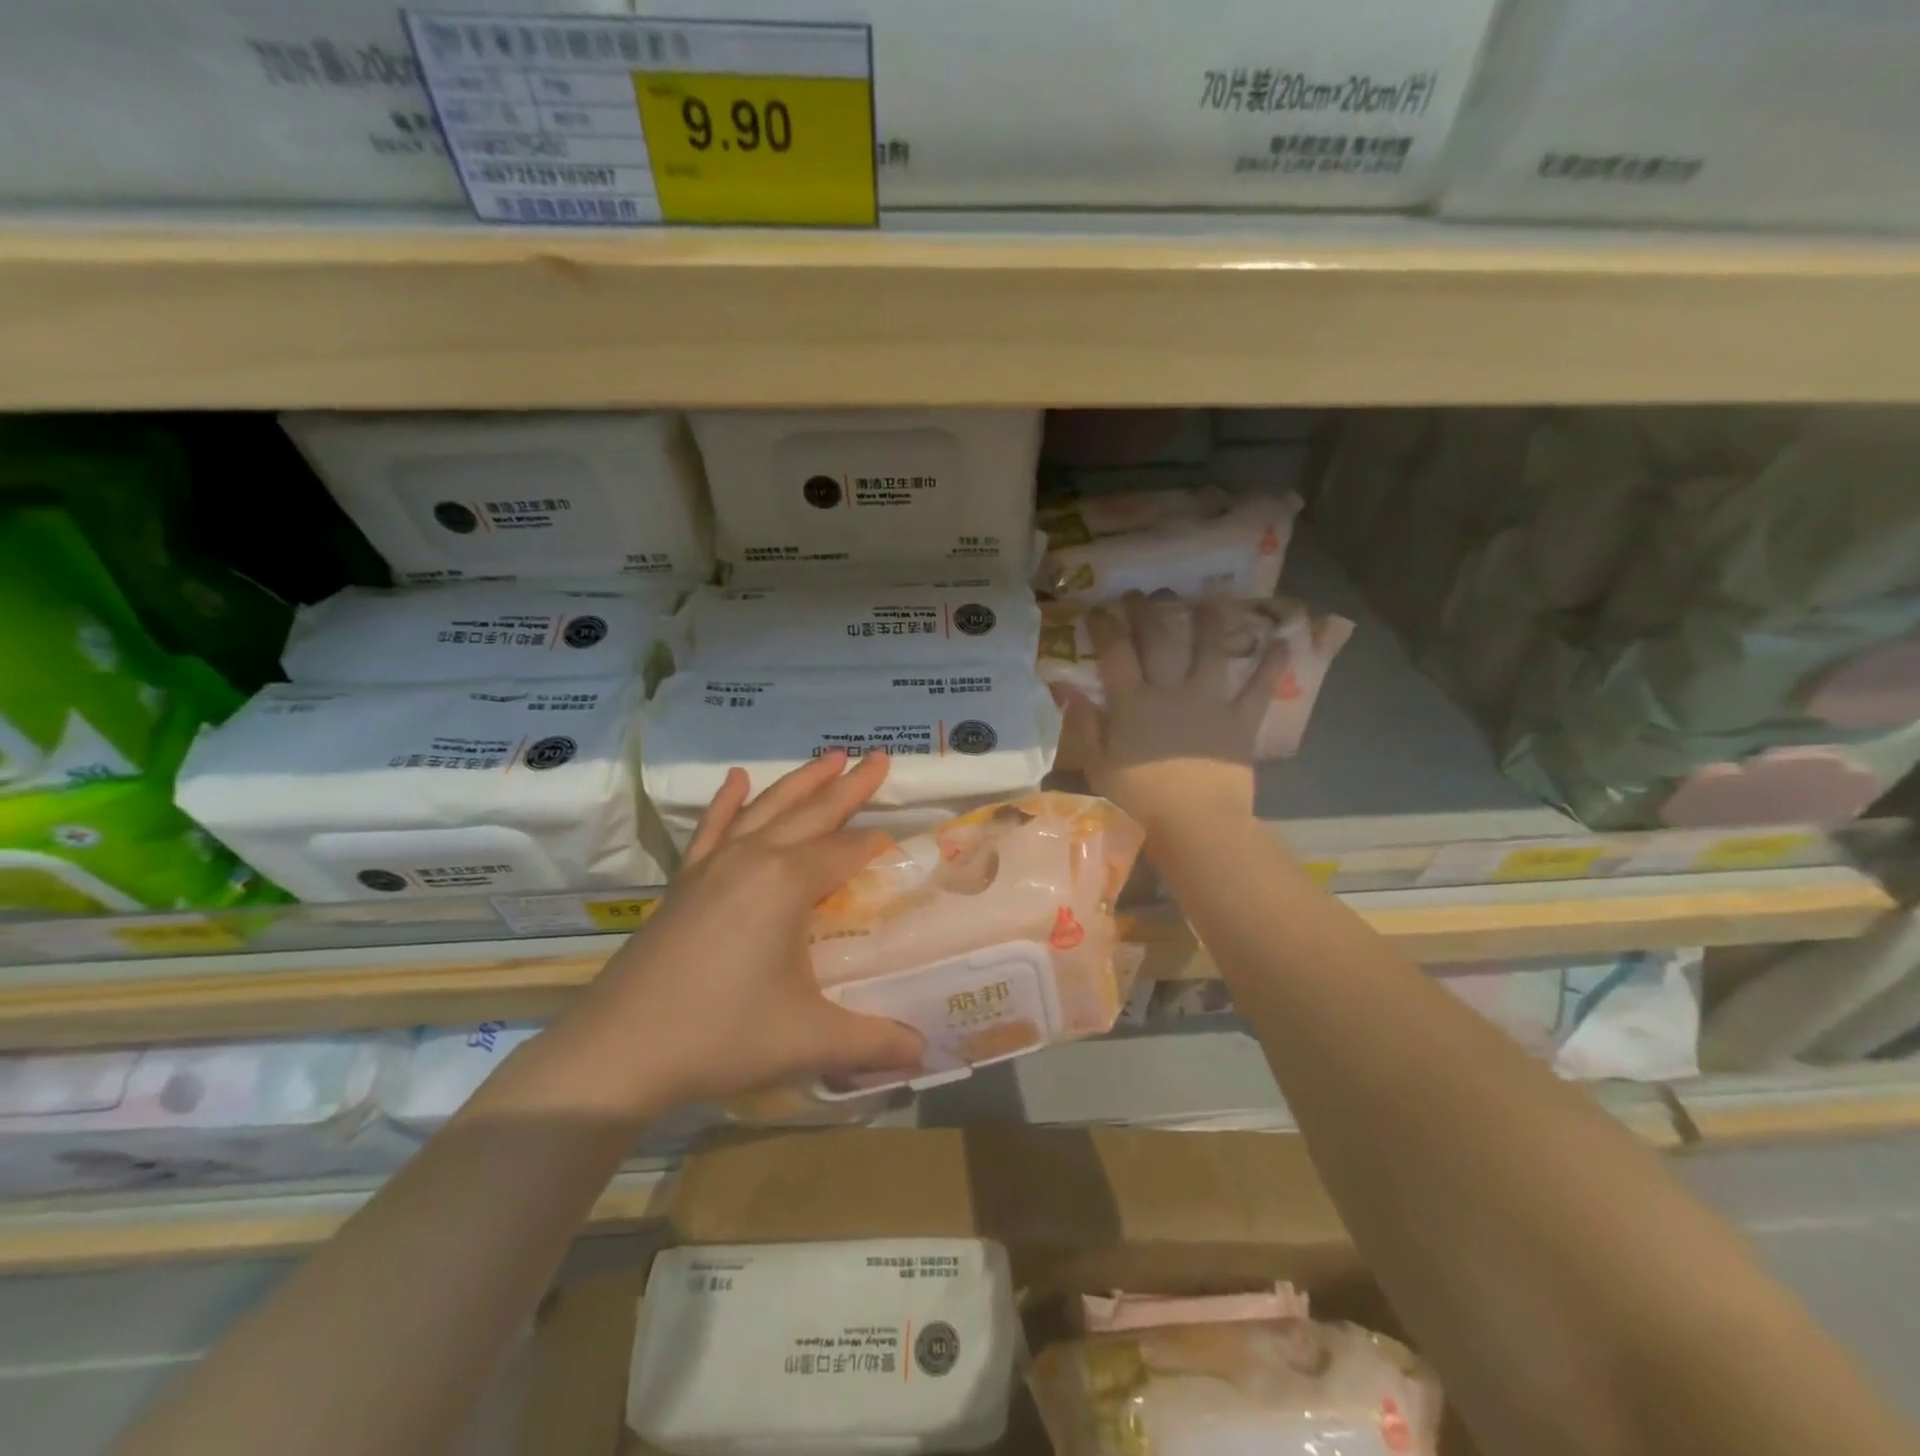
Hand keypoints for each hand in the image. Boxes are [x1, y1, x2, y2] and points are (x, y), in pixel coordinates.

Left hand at [586, 751, 924, 1104]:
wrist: (618, 1050)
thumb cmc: (720, 1036)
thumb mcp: (808, 1041)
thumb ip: (873, 1042)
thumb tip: (925, 1053)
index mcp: (788, 883)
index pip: (848, 852)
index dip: (878, 847)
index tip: (902, 845)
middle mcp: (754, 859)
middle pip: (813, 813)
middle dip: (850, 786)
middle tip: (880, 757)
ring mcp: (713, 866)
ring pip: (767, 809)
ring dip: (801, 782)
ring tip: (829, 756)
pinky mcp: (684, 882)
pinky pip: (712, 829)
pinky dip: (726, 803)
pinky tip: (735, 779)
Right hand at [1054, 592, 1285, 840]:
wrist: (1195, 824)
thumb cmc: (1139, 799)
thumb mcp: (1098, 764)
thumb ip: (1084, 723)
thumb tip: (1063, 686)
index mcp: (1133, 703)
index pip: (1115, 653)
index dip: (1105, 626)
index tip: (1098, 608)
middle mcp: (1171, 691)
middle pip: (1159, 641)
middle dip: (1149, 612)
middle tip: (1145, 592)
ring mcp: (1209, 702)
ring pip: (1211, 651)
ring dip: (1211, 620)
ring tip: (1213, 595)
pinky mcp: (1239, 721)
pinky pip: (1258, 688)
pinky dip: (1271, 664)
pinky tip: (1283, 641)